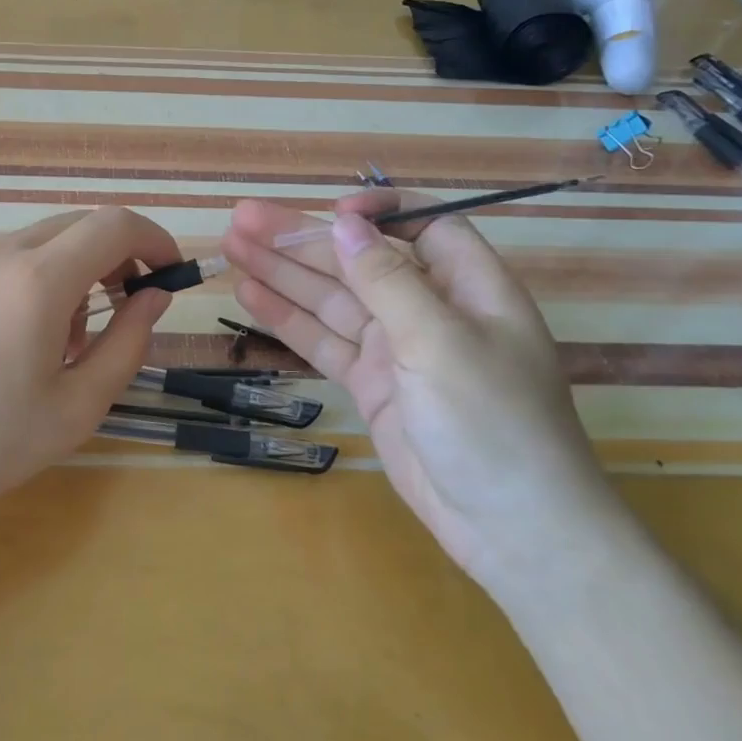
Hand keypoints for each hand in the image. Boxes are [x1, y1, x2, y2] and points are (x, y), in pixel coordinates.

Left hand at [0, 207, 180, 533]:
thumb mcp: (79, 404)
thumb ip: (128, 342)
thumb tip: (154, 297)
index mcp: (38, 279)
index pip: (114, 225)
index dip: (153, 240)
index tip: (170, 274)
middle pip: (77, 227)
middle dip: (116, 258)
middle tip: (126, 310)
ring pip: (40, 245)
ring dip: (74, 275)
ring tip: (66, 344)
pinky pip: (4, 264)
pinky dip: (34, 283)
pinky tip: (19, 344)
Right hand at [220, 190, 621, 599]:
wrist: (510, 528)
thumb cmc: (491, 422)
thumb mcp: (440, 341)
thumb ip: (387, 279)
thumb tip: (344, 221)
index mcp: (468, 286)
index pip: (422, 226)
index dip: (376, 212)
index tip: (328, 211)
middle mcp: (430, 310)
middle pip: (358, 260)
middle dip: (301, 240)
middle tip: (242, 219)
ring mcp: (397, 350)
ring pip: (332, 299)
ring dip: (283, 273)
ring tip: (231, 246)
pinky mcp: (372, 385)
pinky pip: (324, 342)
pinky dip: (289, 319)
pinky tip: (250, 295)